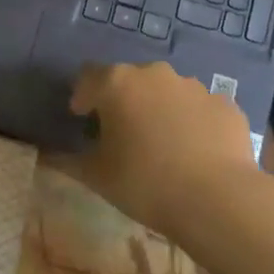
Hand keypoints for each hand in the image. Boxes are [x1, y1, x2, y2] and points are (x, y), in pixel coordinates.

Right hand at [56, 61, 260, 239]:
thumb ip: (68, 160)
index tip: (82, 120)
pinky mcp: (225, 104)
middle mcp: (154, 74)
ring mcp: (194, 86)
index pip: (88, 78)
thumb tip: (48, 155)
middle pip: (129, 81)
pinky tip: (195, 151)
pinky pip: (199, 109)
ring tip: (162, 144)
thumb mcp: (96, 176)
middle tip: (122, 134)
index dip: (82, 98)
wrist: (218, 199)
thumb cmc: (145, 183)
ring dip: (159, 109)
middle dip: (123, 101)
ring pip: (167, 92)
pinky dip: (193, 122)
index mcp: (117, 83)